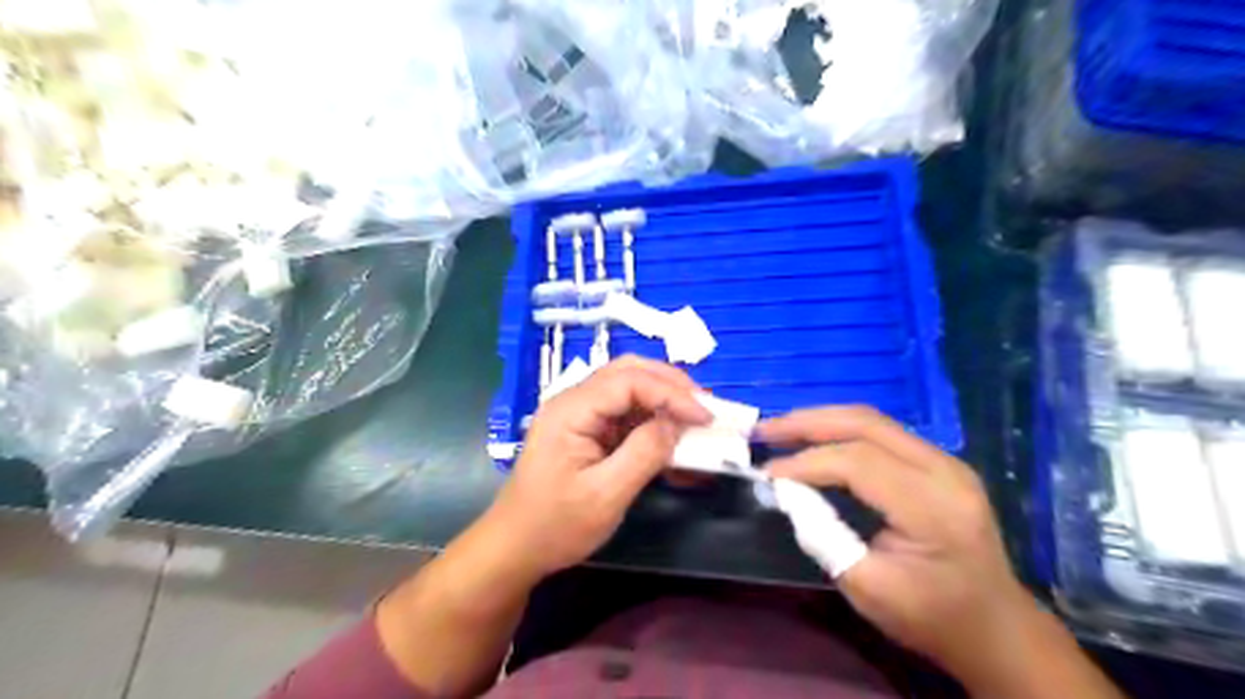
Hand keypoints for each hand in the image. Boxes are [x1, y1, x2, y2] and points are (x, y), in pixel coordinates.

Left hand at [480, 357, 708, 581]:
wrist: (516, 548)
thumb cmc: (555, 526)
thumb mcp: (605, 495)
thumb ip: (644, 454)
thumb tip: (678, 424)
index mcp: (571, 410)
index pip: (628, 381)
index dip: (671, 393)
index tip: (705, 416)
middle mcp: (574, 401)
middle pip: (628, 372)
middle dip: (670, 384)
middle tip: (705, 406)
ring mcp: (580, 414)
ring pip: (629, 388)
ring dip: (664, 398)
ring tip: (695, 415)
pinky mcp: (587, 430)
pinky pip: (625, 413)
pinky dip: (652, 419)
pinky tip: (672, 435)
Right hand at [759, 408, 1031, 679]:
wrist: (994, 627)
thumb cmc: (931, 616)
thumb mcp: (868, 589)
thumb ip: (823, 535)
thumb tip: (785, 493)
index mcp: (934, 507)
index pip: (858, 462)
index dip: (806, 462)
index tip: (767, 474)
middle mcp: (945, 470)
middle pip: (866, 424)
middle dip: (807, 422)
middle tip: (764, 431)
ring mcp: (946, 461)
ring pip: (873, 420)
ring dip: (821, 420)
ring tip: (780, 430)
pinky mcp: (939, 462)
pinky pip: (881, 432)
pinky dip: (840, 431)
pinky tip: (814, 439)